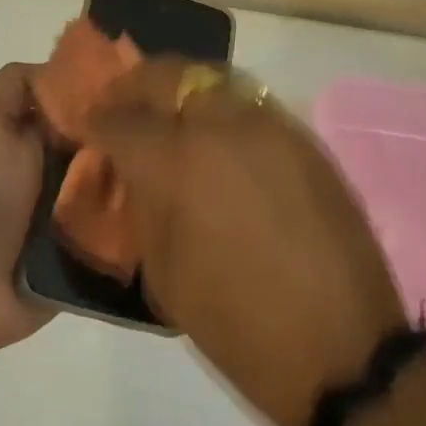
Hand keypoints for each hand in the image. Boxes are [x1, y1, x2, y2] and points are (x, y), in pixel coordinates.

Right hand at [86, 59, 405, 425]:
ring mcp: (272, 129)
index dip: (94, 120)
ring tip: (168, 117)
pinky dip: (223, 111)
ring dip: (181, 91)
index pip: (119, 120)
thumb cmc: (235, 325)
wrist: (339, 351)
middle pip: (168, 75)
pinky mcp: (307, 143)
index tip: (86, 126)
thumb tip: (133, 177)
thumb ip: (142, 209)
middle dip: (135, 86)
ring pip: (214, 80)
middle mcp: (223, 128)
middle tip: (121, 105)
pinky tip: (218, 142)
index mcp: (176, 163)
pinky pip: (253, 106)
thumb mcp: (163, 272)